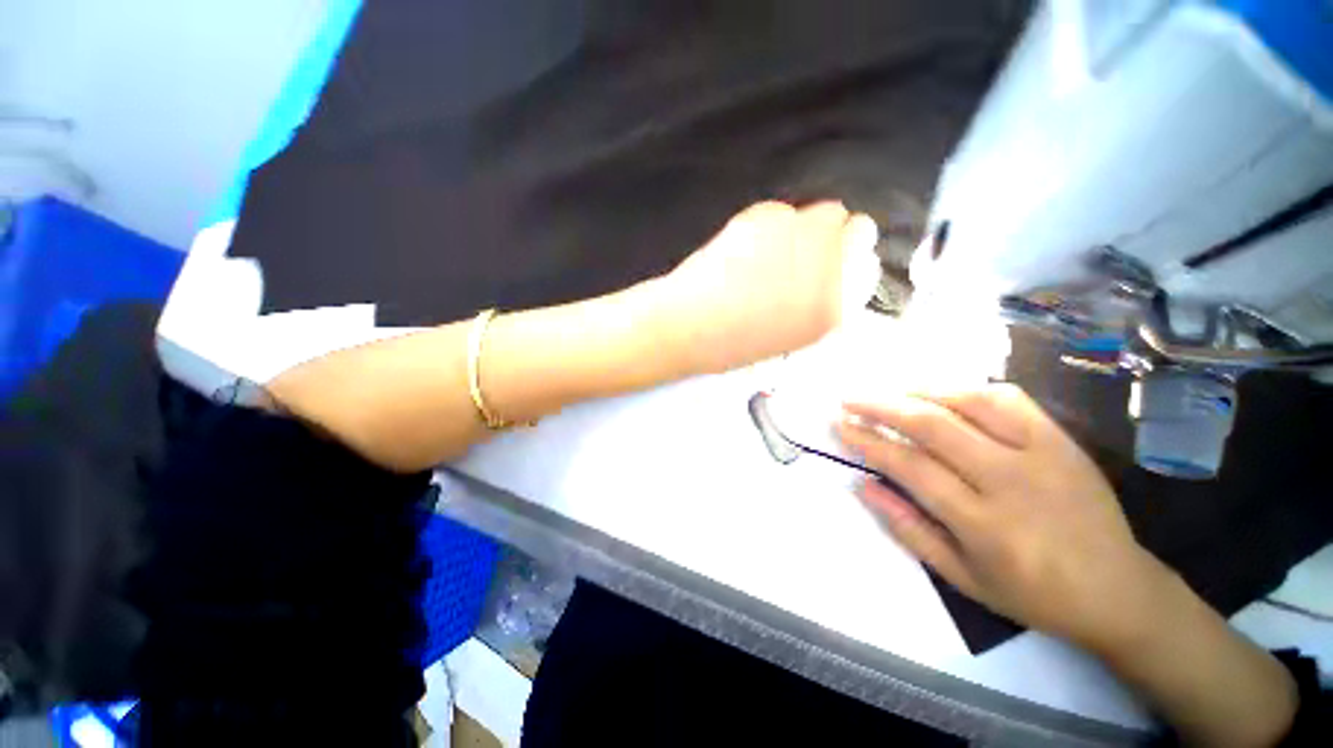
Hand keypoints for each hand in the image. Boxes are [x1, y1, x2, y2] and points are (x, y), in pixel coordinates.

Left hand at [653, 201, 879, 373]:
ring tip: (769, 252)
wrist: (687, 326)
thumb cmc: (731, 344)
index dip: (850, 260)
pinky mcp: (766, 218)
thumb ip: (818, 303)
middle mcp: (826, 269)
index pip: (867, 267)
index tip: (834, 261)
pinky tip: (746, 247)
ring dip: (803, 228)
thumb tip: (827, 273)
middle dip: (836, 236)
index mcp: (831, 310)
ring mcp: (797, 239)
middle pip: (857, 227)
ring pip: (822, 212)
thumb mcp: (788, 336)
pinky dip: (771, 224)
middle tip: (805, 250)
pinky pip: (781, 211)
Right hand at [837, 384, 1170, 651]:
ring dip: (919, 392)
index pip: (909, 466)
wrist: (1118, 590)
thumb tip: (863, 485)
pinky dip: (967, 389)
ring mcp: (1042, 453)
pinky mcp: (1062, 439)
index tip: (840, 425)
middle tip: (849, 399)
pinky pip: (1009, 399)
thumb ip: (907, 528)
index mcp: (984, 523)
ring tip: (889, 393)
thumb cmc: (1032, 593)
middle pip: (932, 425)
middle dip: (880, 407)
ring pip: (969, 402)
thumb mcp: (962, 578)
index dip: (868, 441)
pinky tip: (945, 394)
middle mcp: (1011, 480)